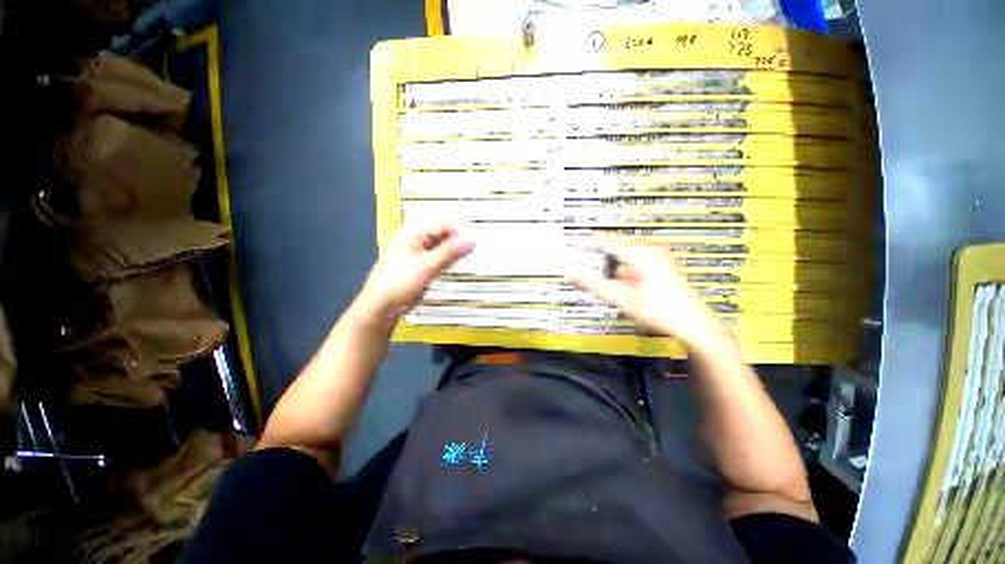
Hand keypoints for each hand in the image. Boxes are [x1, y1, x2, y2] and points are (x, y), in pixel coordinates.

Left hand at [359, 223, 474, 317]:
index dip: (463, 230)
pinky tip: (461, 261)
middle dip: (462, 239)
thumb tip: (471, 239)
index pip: (445, 224)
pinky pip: (443, 255)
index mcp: (413, 232)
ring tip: (474, 253)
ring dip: (459, 248)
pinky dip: (453, 257)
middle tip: (479, 247)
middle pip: (446, 232)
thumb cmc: (397, 285)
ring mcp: (421, 250)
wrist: (383, 307)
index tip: (478, 239)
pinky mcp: (425, 263)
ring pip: (446, 244)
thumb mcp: (426, 267)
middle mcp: (417, 238)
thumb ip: (449, 252)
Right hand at [574, 238, 727, 350]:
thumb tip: (576, 276)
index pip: (609, 242)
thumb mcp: (625, 300)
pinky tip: (614, 273)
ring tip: (594, 265)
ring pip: (626, 251)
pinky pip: (634, 258)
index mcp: (642, 254)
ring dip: (609, 257)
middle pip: (617, 244)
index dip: (589, 242)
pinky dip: (620, 264)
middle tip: (581, 256)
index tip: (573, 244)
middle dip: (598, 250)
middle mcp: (651, 251)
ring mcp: (658, 258)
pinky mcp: (661, 267)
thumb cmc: (662, 312)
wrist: (695, 326)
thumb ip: (598, 287)